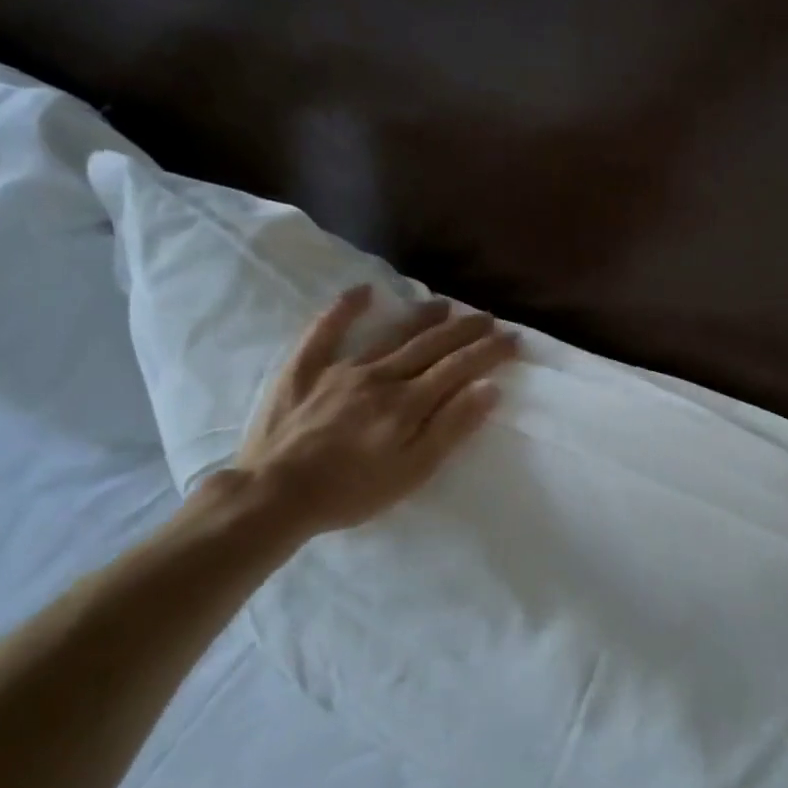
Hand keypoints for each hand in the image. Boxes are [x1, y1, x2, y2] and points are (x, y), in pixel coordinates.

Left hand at [229, 286, 518, 543]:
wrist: (274, 495)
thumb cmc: (351, 492)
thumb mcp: (413, 471)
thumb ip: (452, 427)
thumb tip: (489, 388)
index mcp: (408, 402)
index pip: (459, 367)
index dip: (489, 351)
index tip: (513, 338)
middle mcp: (380, 375)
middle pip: (430, 345)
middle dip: (464, 330)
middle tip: (487, 318)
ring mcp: (341, 368)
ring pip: (390, 334)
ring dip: (421, 317)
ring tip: (444, 305)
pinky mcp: (305, 368)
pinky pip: (326, 330)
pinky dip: (345, 309)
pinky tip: (363, 291)